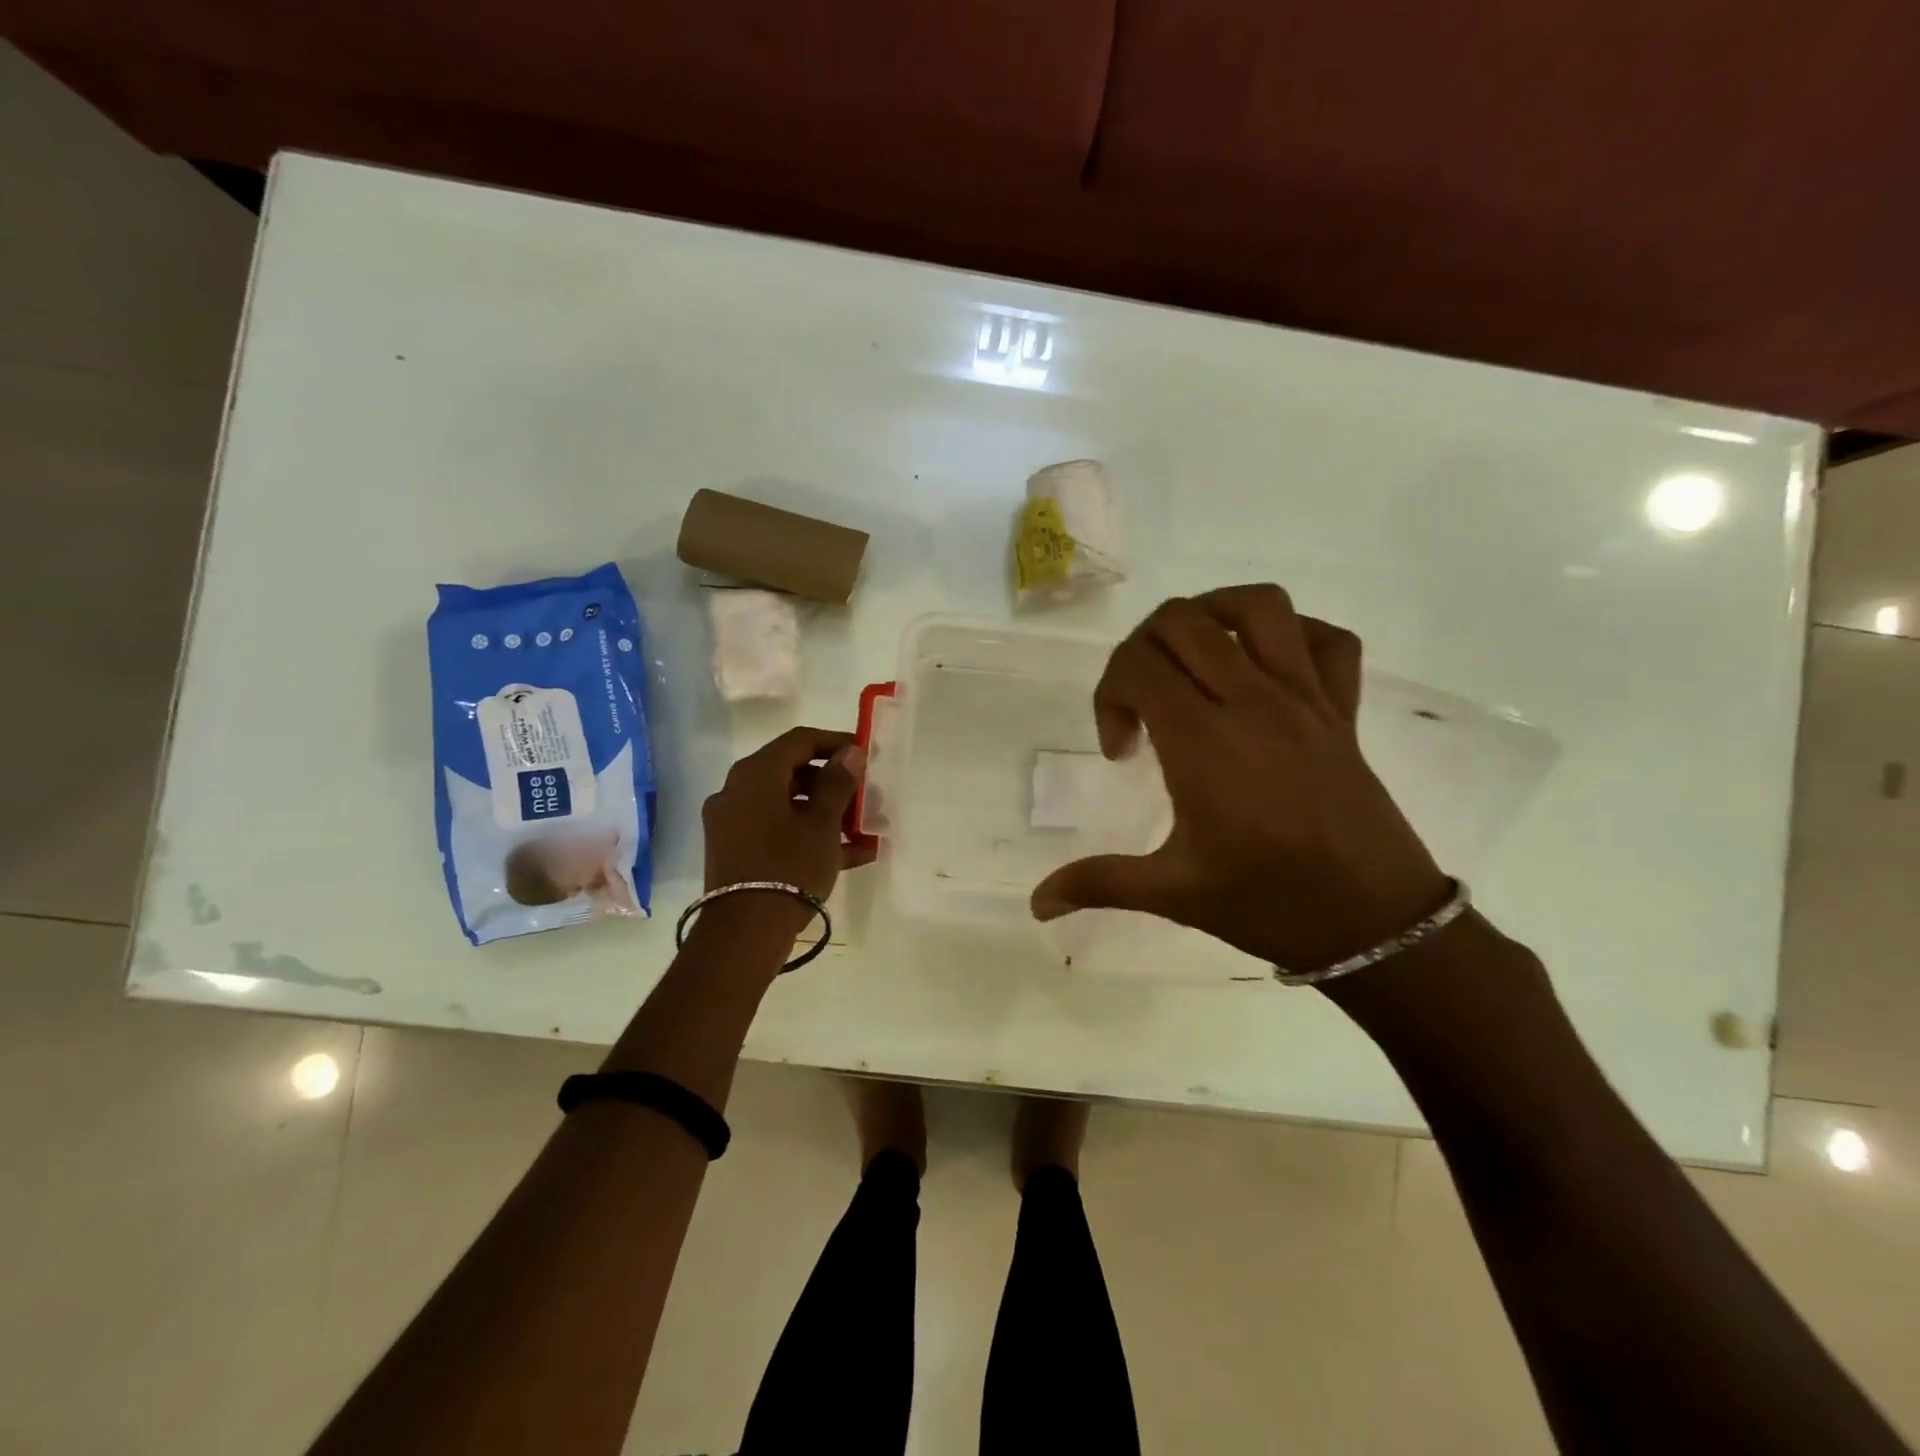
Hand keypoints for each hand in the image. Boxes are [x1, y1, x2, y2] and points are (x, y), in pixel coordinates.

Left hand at [703, 727, 876, 907]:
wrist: (744, 933)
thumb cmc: (789, 866)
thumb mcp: (822, 824)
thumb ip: (838, 783)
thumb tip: (851, 753)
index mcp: (755, 774)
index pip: (799, 740)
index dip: (836, 742)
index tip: (865, 754)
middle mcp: (737, 791)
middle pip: (792, 772)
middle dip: (833, 782)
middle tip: (865, 796)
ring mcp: (733, 823)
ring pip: (787, 804)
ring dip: (826, 812)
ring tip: (863, 829)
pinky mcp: (735, 851)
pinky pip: (777, 830)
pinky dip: (808, 834)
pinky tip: (850, 854)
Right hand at [1030, 584, 1450, 972]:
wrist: (1377, 924)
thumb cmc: (1269, 904)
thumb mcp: (1174, 894)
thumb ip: (1099, 884)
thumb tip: (1034, 904)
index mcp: (1203, 741)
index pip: (1138, 665)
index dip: (1109, 696)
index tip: (1120, 751)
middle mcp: (1252, 702)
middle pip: (1182, 621)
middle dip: (1143, 648)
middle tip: (1142, 701)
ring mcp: (1305, 698)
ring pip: (1258, 607)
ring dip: (1212, 614)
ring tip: (1192, 657)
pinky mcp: (1343, 710)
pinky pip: (1327, 639)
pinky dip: (1293, 634)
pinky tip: (1265, 668)